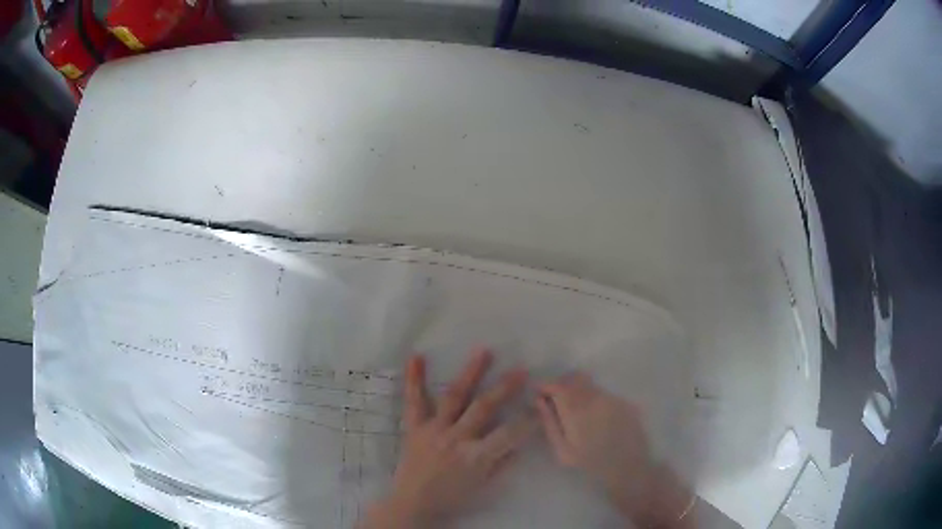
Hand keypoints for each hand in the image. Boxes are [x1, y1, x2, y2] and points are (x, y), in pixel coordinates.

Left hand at [362, 349, 535, 528]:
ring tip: (484, 350)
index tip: (538, 406)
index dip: (526, 421)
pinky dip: (414, 379)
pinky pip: (414, 401)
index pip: (508, 434)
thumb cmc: (452, 498)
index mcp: (475, 456)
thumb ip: (501, 463)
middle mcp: (456, 438)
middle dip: (504, 387)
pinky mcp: (415, 427)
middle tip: (520, 369)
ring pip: (454, 396)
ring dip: (470, 372)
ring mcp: (433, 429)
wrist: (413, 502)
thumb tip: (519, 443)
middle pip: (484, 407)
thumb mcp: (483, 487)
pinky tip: (416, 357)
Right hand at [536, 374, 693, 527]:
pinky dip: (595, 399)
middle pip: (574, 379)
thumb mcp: (562, 449)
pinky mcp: (624, 401)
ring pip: (590, 385)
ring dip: (579, 391)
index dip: (546, 385)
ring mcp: (612, 397)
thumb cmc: (590, 462)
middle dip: (562, 385)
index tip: (539, 391)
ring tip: (578, 410)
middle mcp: (595, 397)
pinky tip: (597, 417)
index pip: (557, 386)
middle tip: (556, 399)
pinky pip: (604, 394)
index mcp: (575, 409)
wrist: (627, 466)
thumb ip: (549, 423)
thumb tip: (539, 401)